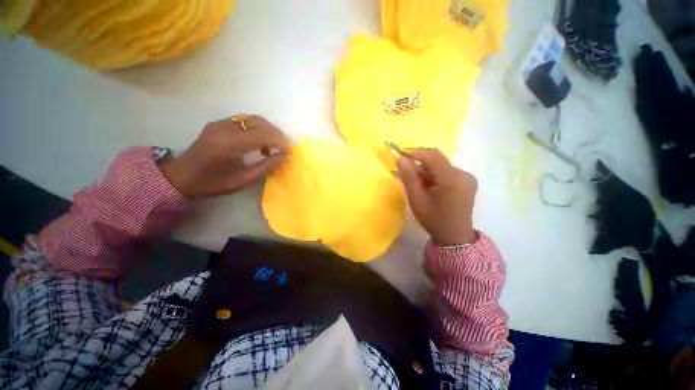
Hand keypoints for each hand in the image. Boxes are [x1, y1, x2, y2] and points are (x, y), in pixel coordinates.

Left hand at [159, 115, 290, 198]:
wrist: (182, 176)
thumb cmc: (213, 183)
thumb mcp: (243, 181)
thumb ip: (266, 167)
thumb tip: (284, 156)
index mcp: (228, 144)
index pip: (262, 135)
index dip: (280, 142)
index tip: (288, 153)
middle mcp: (224, 127)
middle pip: (259, 122)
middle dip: (276, 134)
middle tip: (283, 148)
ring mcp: (220, 123)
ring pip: (253, 119)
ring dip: (268, 130)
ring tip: (273, 146)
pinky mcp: (219, 123)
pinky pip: (245, 121)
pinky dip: (258, 129)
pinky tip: (259, 142)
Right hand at [396, 148, 476, 245]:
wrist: (454, 236)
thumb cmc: (433, 220)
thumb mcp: (416, 200)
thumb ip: (409, 177)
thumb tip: (400, 158)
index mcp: (452, 180)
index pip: (432, 156)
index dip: (415, 152)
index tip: (399, 154)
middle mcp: (463, 174)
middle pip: (437, 159)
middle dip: (419, 162)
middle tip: (405, 171)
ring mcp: (467, 177)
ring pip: (440, 165)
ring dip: (426, 170)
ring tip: (417, 183)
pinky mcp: (467, 180)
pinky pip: (446, 171)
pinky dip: (434, 174)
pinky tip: (429, 186)